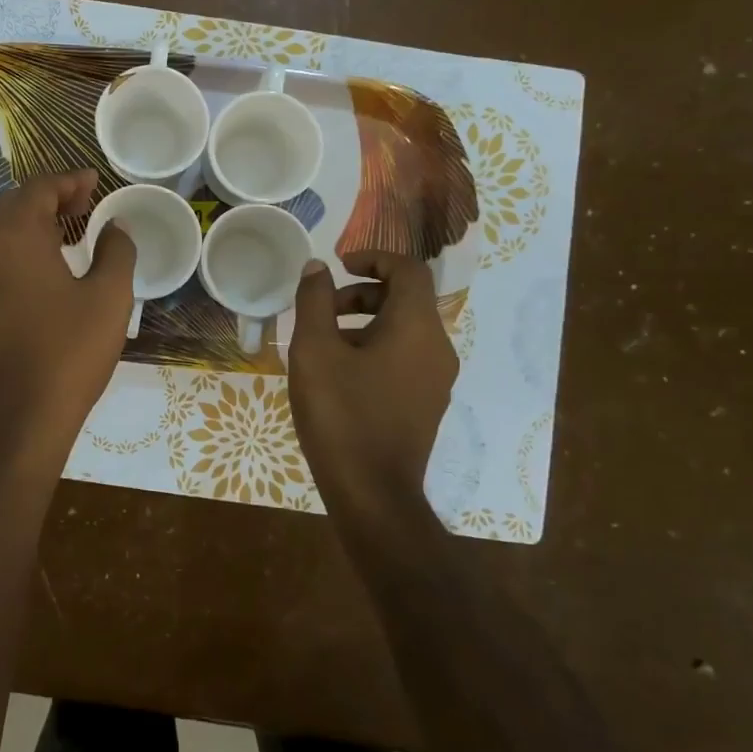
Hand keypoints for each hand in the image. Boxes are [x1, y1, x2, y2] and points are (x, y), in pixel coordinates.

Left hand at [0, 169, 135, 466]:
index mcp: (15, 237)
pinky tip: (47, 269)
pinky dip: (20, 249)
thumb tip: (115, 227)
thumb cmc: (69, 352)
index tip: (95, 181)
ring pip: (1, 233)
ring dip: (34, 223)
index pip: (38, 189)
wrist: (18, 419)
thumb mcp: (109, 298)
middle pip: (14, 206)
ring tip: (71, 233)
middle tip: (86, 203)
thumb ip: (117, 251)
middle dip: (50, 198)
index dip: (69, 180)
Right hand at [288, 251, 458, 514]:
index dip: (373, 258)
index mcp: (416, 327)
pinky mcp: (428, 403)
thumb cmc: (341, 414)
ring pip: (405, 329)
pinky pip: (406, 357)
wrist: (373, 493)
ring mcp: (437, 379)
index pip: (408, 270)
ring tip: (325, 343)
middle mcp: (437, 347)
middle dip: (362, 293)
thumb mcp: (314, 350)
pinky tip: (341, 374)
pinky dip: (376, 347)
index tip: (338, 265)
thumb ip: (314, 301)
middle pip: (406, 299)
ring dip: (366, 321)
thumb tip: (317, 267)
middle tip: (322, 308)